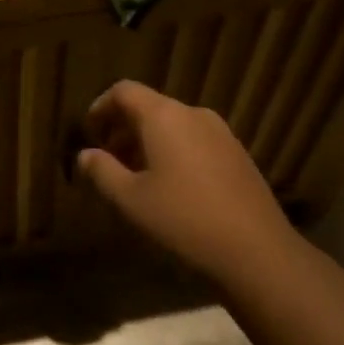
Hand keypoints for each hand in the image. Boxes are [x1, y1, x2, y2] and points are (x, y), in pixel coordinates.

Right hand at [77, 80, 299, 286]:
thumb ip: (102, 172)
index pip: (124, 91)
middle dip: (123, 129)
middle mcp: (192, 114)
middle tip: (109, 160)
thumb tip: (85, 155)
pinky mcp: (238, 154)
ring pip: (173, 125)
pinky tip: (173, 188)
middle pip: (149, 107)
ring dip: (149, 142)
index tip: (89, 132)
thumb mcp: (131, 200)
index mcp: (163, 116)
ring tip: (138, 177)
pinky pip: (195, 140)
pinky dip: (174, 152)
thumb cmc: (184, 220)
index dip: (101, 107)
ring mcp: (220, 133)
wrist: (258, 253)